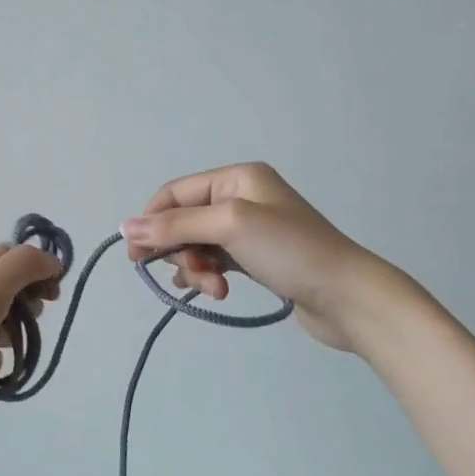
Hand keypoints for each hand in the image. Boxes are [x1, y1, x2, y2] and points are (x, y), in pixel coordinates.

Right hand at [122, 162, 404, 352]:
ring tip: (215, 289)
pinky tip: (218, 291)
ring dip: (197, 268)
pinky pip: (215, 261)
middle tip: (192, 275)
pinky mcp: (256, 258)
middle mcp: (241, 197)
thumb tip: (125, 226)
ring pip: (197, 245)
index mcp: (236, 178)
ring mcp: (250, 229)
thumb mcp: (229, 226)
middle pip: (184, 221)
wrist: (349, 297)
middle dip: (180, 250)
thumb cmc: (290, 250)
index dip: (151, 221)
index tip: (135, 256)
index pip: (175, 193)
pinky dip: (209, 275)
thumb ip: (176, 225)